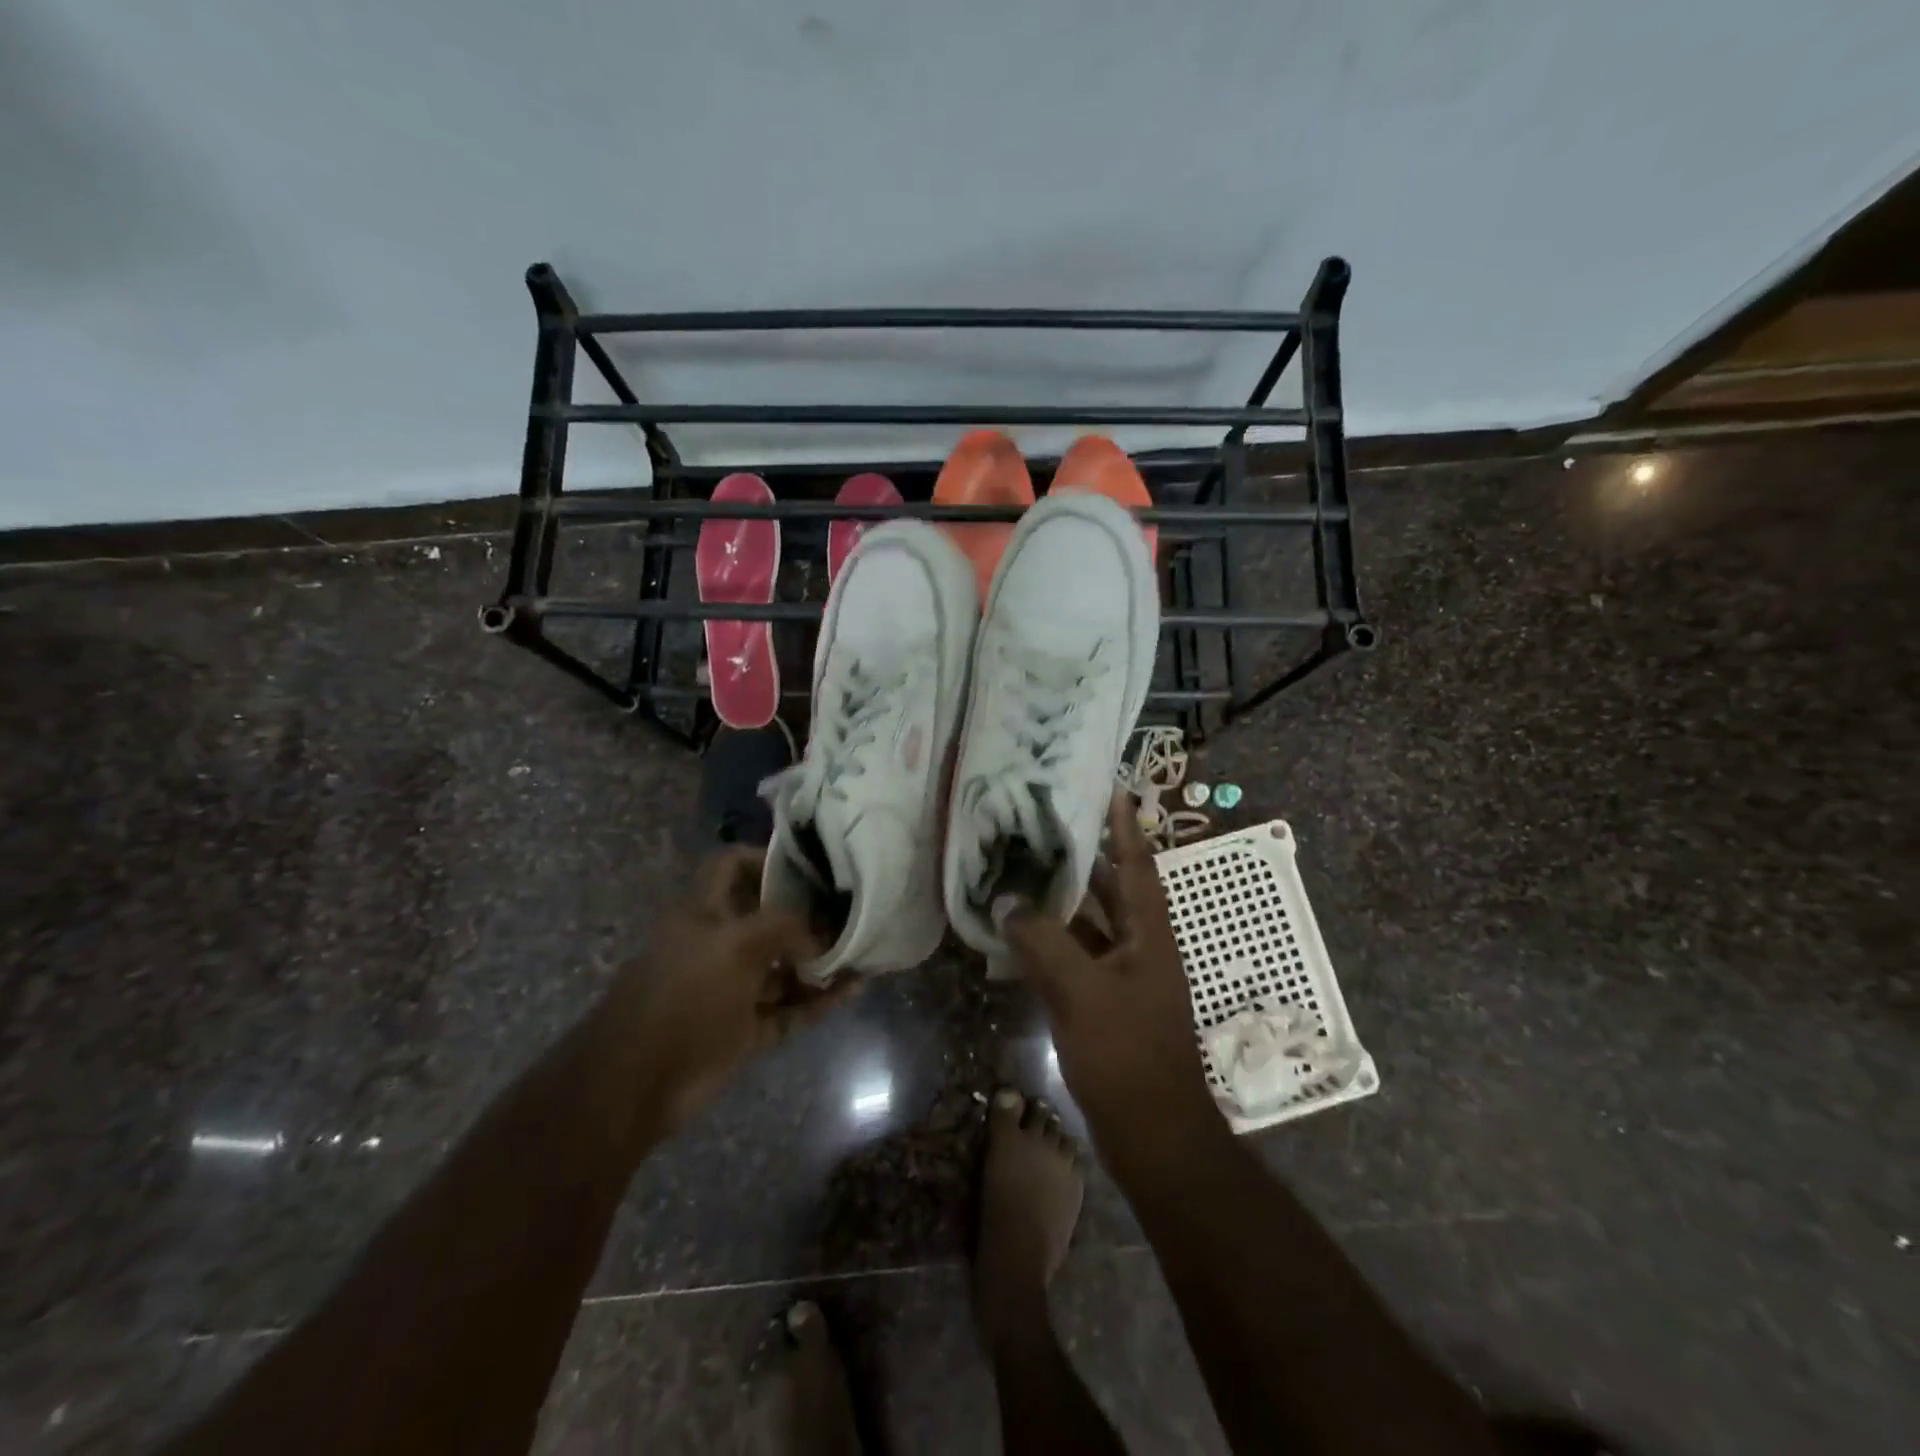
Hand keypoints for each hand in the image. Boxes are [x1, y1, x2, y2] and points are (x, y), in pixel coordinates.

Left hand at [614, 849, 855, 1131]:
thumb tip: (820, 937)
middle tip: (851, 913)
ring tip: (863, 953)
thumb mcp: (737, 946)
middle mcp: (718, 944)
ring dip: (820, 962)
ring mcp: (732, 989)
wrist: (637, 1084)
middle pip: (767, 918)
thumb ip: (785, 927)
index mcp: (704, 912)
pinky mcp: (743, 1029)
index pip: (733, 866)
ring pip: (782, 968)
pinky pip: (789, 1009)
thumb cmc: (685, 997)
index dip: (767, 859)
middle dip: (808, 916)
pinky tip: (854, 990)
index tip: (812, 867)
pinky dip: (819, 1001)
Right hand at [998, 792, 1220, 1153]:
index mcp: (1149, 934)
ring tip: (1024, 867)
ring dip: (1061, 900)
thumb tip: (1007, 900)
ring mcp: (1121, 977)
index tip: (1111, 788)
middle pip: (1111, 889)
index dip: (1125, 826)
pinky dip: (1049, 942)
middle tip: (1047, 823)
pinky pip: (1074, 958)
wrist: (1153, 1134)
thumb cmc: (1128, 1054)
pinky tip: (1017, 932)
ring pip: (1089, 924)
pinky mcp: (1103, 1003)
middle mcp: (1139, 947)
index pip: (1137, 864)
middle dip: (1084, 856)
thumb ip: (1043, 942)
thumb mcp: (1082, 991)